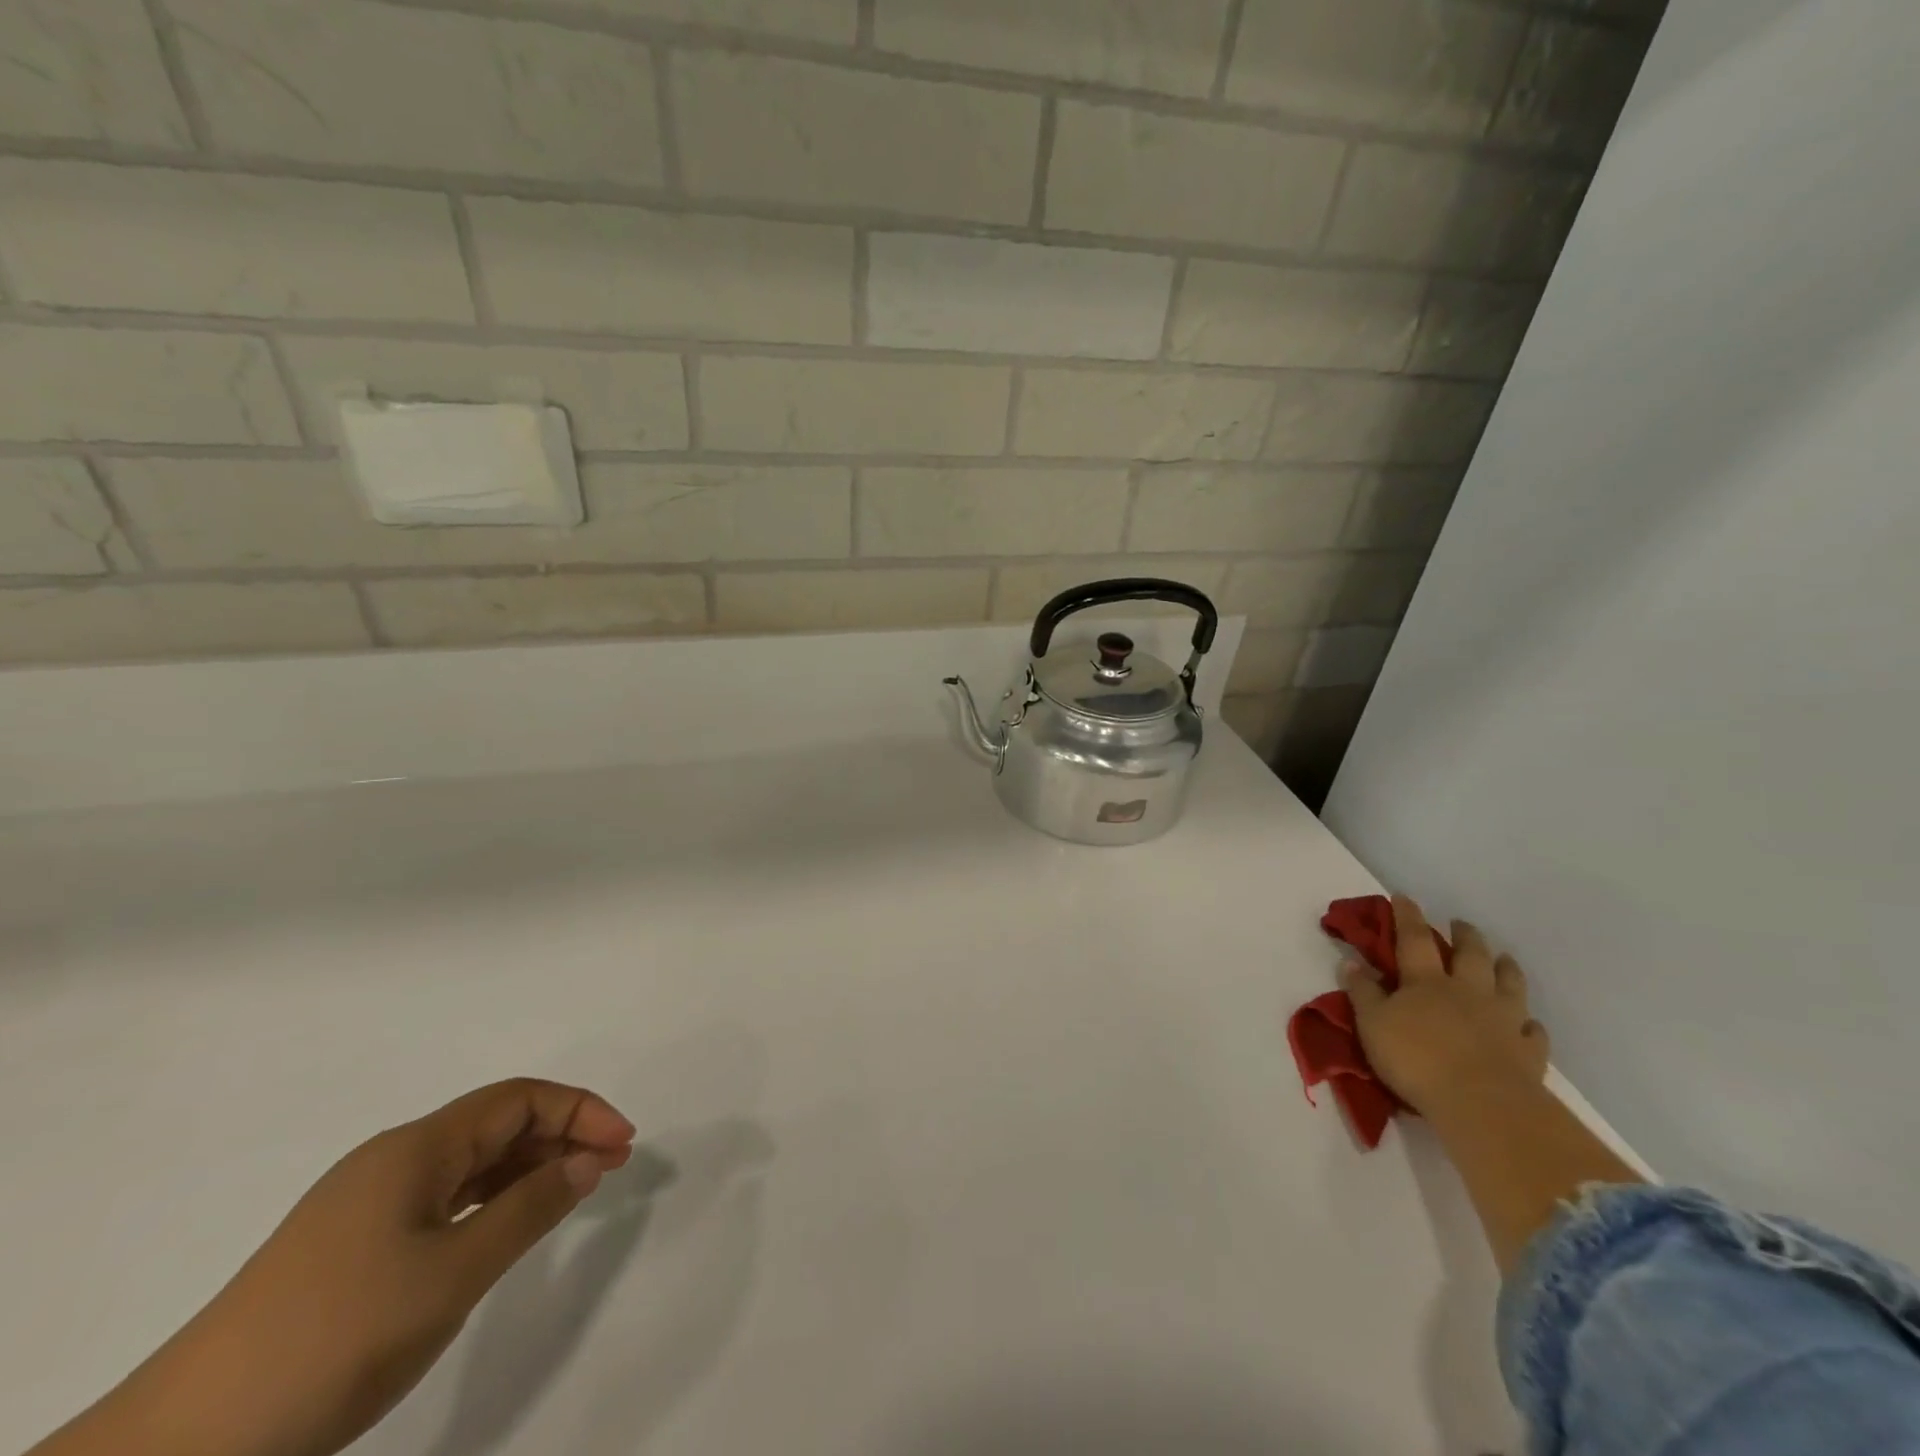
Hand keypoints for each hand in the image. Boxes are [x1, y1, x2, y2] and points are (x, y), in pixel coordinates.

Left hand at [35, 1079, 634, 1455]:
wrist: (183, 1445)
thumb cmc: (338, 1336)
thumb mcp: (453, 1273)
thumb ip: (530, 1208)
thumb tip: (588, 1160)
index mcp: (416, 1148)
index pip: (518, 1099)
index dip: (579, 1110)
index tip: (624, 1145)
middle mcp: (393, 1159)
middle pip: (496, 1123)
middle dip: (560, 1135)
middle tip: (610, 1168)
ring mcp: (366, 1203)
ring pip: (470, 1162)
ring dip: (528, 1167)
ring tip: (572, 1192)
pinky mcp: (351, 1246)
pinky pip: (442, 1199)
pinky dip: (490, 1200)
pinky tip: (504, 1227)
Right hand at [1343, 895, 1549, 1114]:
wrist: (1482, 1105)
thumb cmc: (1416, 1059)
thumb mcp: (1372, 1024)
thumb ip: (1363, 993)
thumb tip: (1352, 963)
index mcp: (1426, 981)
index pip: (1414, 939)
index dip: (1407, 916)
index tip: (1403, 897)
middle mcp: (1468, 991)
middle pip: (1470, 954)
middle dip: (1465, 935)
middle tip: (1460, 924)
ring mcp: (1503, 1020)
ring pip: (1509, 984)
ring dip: (1505, 968)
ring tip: (1503, 958)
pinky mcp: (1529, 1051)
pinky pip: (1533, 1030)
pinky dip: (1530, 1023)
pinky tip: (1529, 1022)